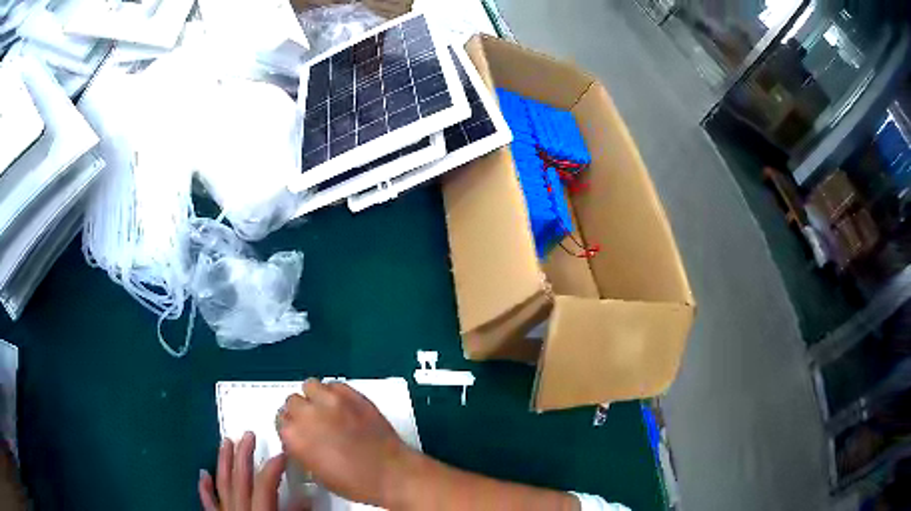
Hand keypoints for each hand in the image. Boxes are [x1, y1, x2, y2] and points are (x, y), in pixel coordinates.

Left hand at [198, 432, 286, 510]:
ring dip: (224, 462)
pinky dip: (205, 487)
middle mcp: (239, 508)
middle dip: (244, 454)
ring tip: (226, 442)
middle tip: (249, 434)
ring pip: (223, 483)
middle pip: (240, 477)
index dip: (273, 467)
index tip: (282, 453)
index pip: (264, 484)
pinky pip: (208, 501)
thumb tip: (305, 495)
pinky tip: (203, 473)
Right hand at [278, 379, 418, 507]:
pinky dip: (335, 393)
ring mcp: (330, 401)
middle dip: (301, 411)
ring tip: (327, 409)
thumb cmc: (354, 482)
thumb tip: (302, 440)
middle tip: (314, 421)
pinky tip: (344, 407)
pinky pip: (335, 384)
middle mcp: (307, 414)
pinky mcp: (352, 394)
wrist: (390, 473)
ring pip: (310, 385)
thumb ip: (301, 450)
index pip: (280, 420)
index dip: (291, 426)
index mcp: (294, 436)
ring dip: (315, 397)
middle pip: (292, 401)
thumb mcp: (316, 473)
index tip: (300, 431)